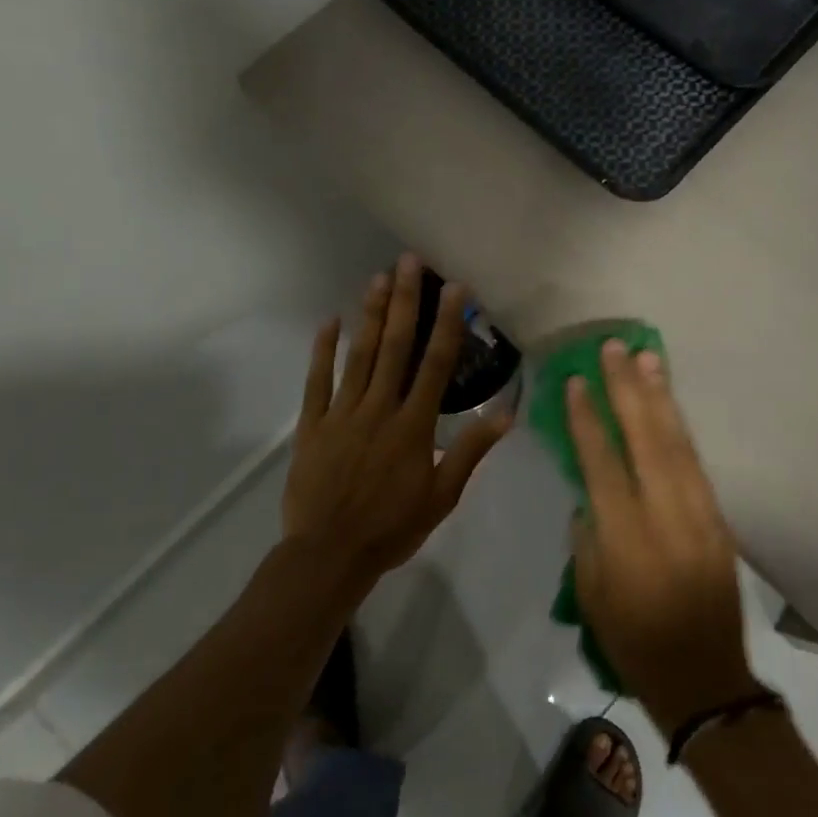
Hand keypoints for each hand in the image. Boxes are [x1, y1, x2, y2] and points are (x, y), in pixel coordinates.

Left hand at [282, 255, 510, 590]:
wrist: (329, 554)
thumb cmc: (392, 528)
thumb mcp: (442, 496)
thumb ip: (470, 451)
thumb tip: (505, 413)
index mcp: (413, 426)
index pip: (435, 365)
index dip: (447, 324)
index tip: (455, 290)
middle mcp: (379, 409)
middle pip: (394, 347)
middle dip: (404, 302)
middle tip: (409, 262)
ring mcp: (342, 414)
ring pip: (358, 356)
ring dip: (370, 315)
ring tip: (378, 277)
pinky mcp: (312, 425)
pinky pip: (317, 382)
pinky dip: (322, 351)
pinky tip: (329, 321)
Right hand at [568, 341, 759, 732]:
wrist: (705, 680)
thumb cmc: (634, 642)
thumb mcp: (591, 593)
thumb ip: (588, 536)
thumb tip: (590, 493)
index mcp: (626, 537)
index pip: (602, 462)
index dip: (587, 419)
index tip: (575, 381)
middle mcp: (665, 515)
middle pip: (645, 439)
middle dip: (627, 389)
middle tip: (614, 348)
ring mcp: (699, 514)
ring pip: (677, 443)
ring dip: (660, 397)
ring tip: (646, 358)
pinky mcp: (720, 519)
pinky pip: (695, 463)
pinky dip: (680, 428)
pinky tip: (668, 404)